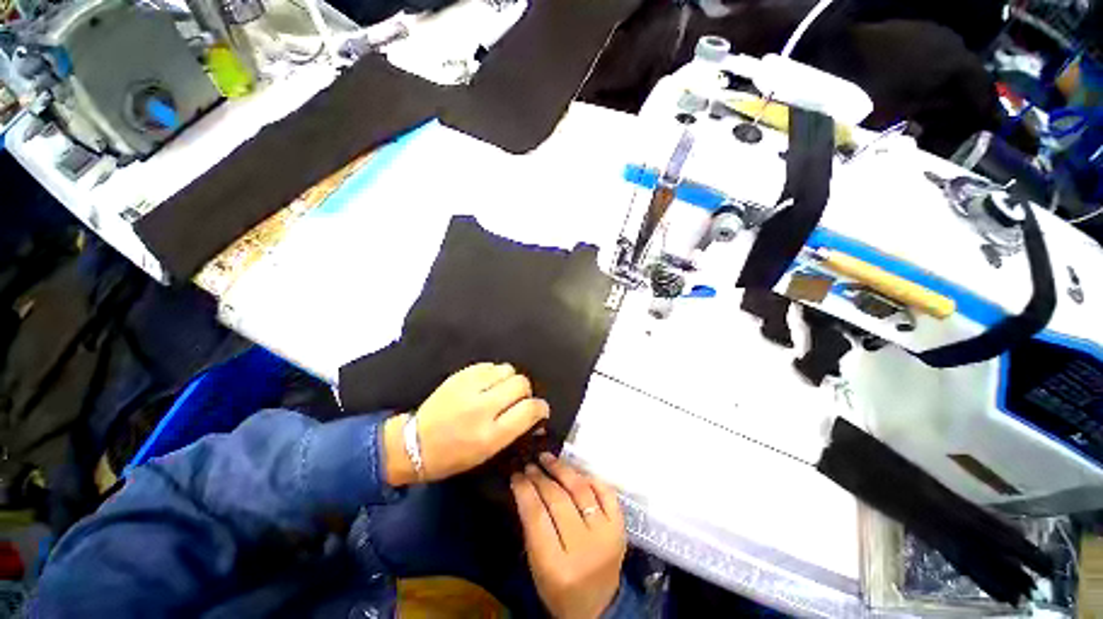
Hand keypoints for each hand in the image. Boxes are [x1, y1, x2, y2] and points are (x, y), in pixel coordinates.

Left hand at [384, 363, 549, 484]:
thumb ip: (515, 432)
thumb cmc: (453, 456)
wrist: (413, 443)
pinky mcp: (460, 375)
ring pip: (508, 369)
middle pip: (521, 384)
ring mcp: (469, 388)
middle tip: (517, 400)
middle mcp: (482, 408)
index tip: (540, 410)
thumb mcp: (487, 454)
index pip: (529, 410)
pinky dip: (494, 373)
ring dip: (510, 379)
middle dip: (525, 392)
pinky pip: (490, 365)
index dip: (541, 408)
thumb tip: (538, 419)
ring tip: (501, 390)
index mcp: (490, 435)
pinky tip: (486, 384)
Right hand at [511, 453, 625, 618]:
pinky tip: (575, 470)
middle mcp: (584, 549)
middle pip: (558, 500)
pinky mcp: (620, 528)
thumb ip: (532, 528)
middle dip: (540, 477)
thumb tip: (526, 485)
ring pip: (581, 490)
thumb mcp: (537, 567)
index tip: (516, 474)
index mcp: (557, 566)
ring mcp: (606, 536)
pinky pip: (605, 492)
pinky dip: (589, 477)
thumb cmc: (559, 590)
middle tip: (530, 465)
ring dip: (562, 469)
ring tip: (548, 458)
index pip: (537, 517)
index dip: (525, 490)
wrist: (597, 608)